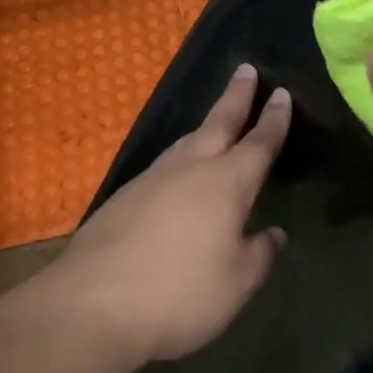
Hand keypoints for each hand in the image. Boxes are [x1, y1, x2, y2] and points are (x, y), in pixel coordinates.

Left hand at [51, 64, 290, 365]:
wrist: (92, 304)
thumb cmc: (180, 293)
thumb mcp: (236, 283)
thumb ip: (260, 255)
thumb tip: (274, 234)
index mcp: (227, 183)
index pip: (259, 142)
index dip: (273, 118)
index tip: (281, 92)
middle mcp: (191, 169)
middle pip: (219, 122)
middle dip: (236, 96)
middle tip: (246, 69)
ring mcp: (152, 179)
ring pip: (187, 141)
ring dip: (207, 124)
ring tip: (217, 118)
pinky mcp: (124, 197)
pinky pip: (164, 165)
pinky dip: (181, 156)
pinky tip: (178, 173)